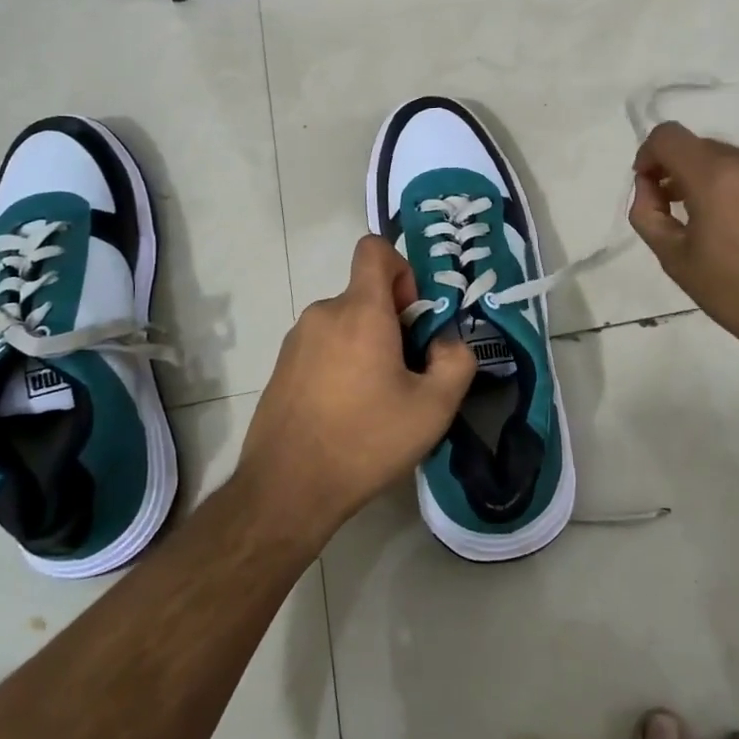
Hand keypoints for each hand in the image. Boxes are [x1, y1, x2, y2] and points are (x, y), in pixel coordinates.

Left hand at [238, 235, 476, 545]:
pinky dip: (341, 364)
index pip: (375, 248)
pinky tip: (346, 414)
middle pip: (366, 295)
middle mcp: (323, 313)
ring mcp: (296, 340)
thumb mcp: (434, 407)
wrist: (286, 489)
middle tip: (406, 376)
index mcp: (359, 310)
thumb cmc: (366, 441)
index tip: (412, 316)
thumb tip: (445, 342)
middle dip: (393, 323)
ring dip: (367, 347)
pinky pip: (323, 347)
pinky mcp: (281, 367)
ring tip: (376, 402)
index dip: (402, 269)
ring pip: (345, 324)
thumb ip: (456, 361)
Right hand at [629, 123, 738, 367]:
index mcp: (716, 175)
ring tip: (725, 228)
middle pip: (702, 149)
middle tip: (682, 215)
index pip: (668, 136)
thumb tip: (649, 186)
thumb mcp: (675, 259)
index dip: (649, 156)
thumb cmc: (738, 293)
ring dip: (719, 183)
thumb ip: (648, 213)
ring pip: (736, 162)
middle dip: (683, 173)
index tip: (651, 187)